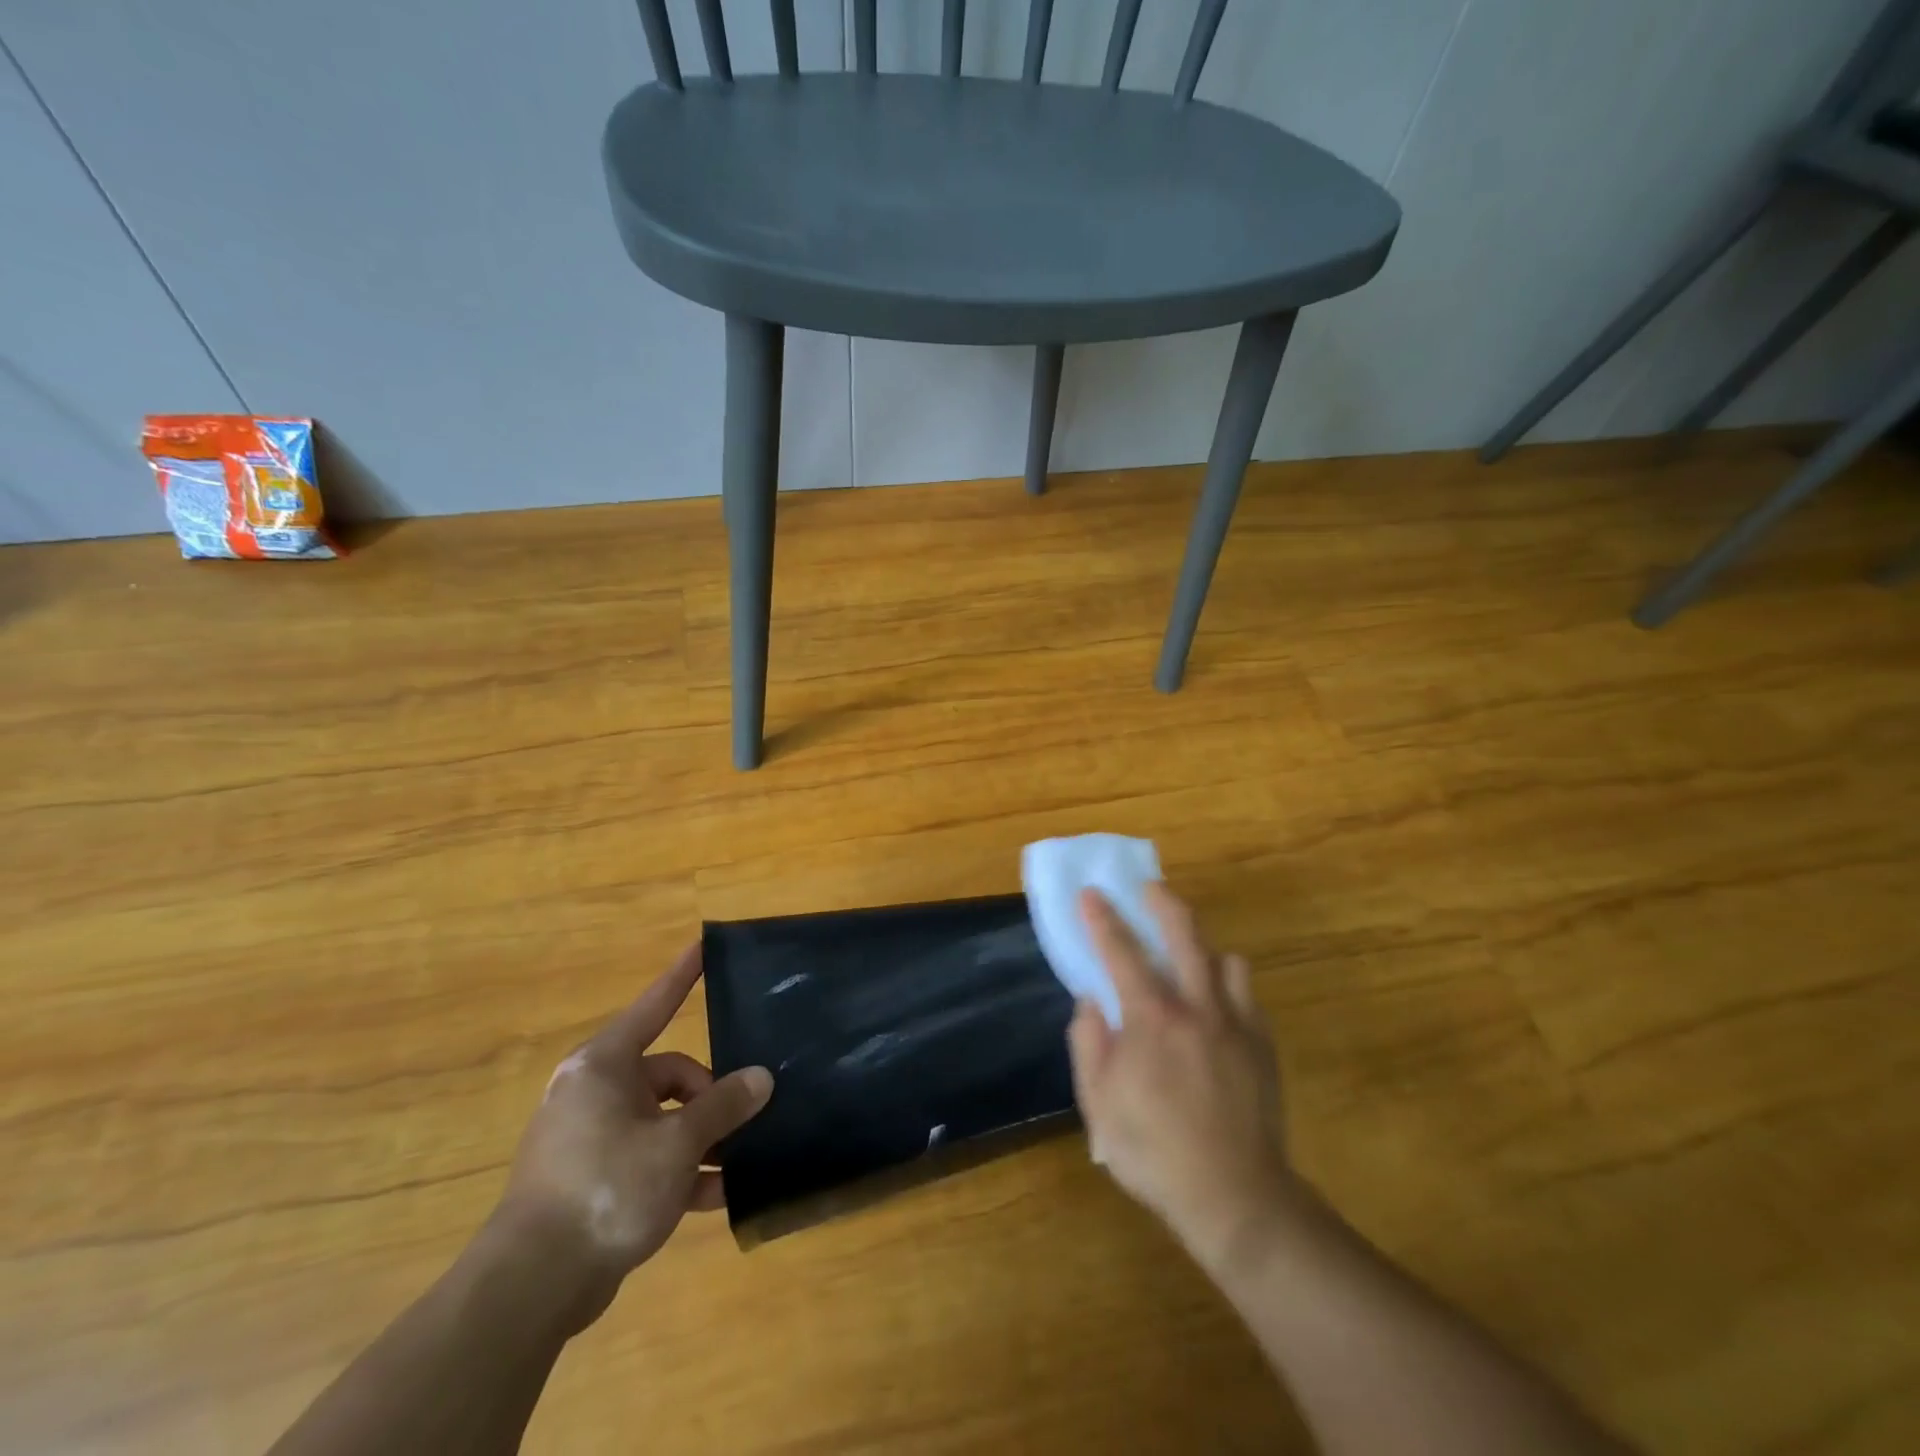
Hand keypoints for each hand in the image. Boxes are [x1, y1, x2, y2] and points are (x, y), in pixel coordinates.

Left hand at [494, 944, 772, 1324]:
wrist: (530, 1288)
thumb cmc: (606, 1188)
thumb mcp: (677, 1143)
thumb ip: (723, 1106)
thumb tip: (761, 1078)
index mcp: (605, 1066)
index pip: (655, 1005)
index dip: (683, 976)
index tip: (704, 944)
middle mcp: (594, 1092)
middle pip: (669, 1075)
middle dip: (709, 1098)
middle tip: (743, 1122)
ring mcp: (589, 1138)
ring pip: (661, 1121)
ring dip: (701, 1140)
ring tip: (741, 1162)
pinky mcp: (590, 1180)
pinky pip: (646, 1159)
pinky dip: (679, 1173)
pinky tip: (718, 1196)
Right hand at [1067, 884, 1293, 1273]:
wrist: (1236, 1198)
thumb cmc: (1154, 1152)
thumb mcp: (1099, 1105)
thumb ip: (1089, 1044)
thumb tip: (1090, 1001)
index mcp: (1151, 1019)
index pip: (1120, 951)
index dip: (1101, 918)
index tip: (1090, 892)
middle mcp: (1196, 1007)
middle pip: (1184, 933)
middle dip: (1162, 901)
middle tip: (1148, 888)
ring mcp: (1236, 1023)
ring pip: (1225, 959)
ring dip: (1202, 948)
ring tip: (1187, 956)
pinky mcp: (1262, 1044)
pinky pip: (1246, 994)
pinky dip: (1227, 985)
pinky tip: (1216, 1004)